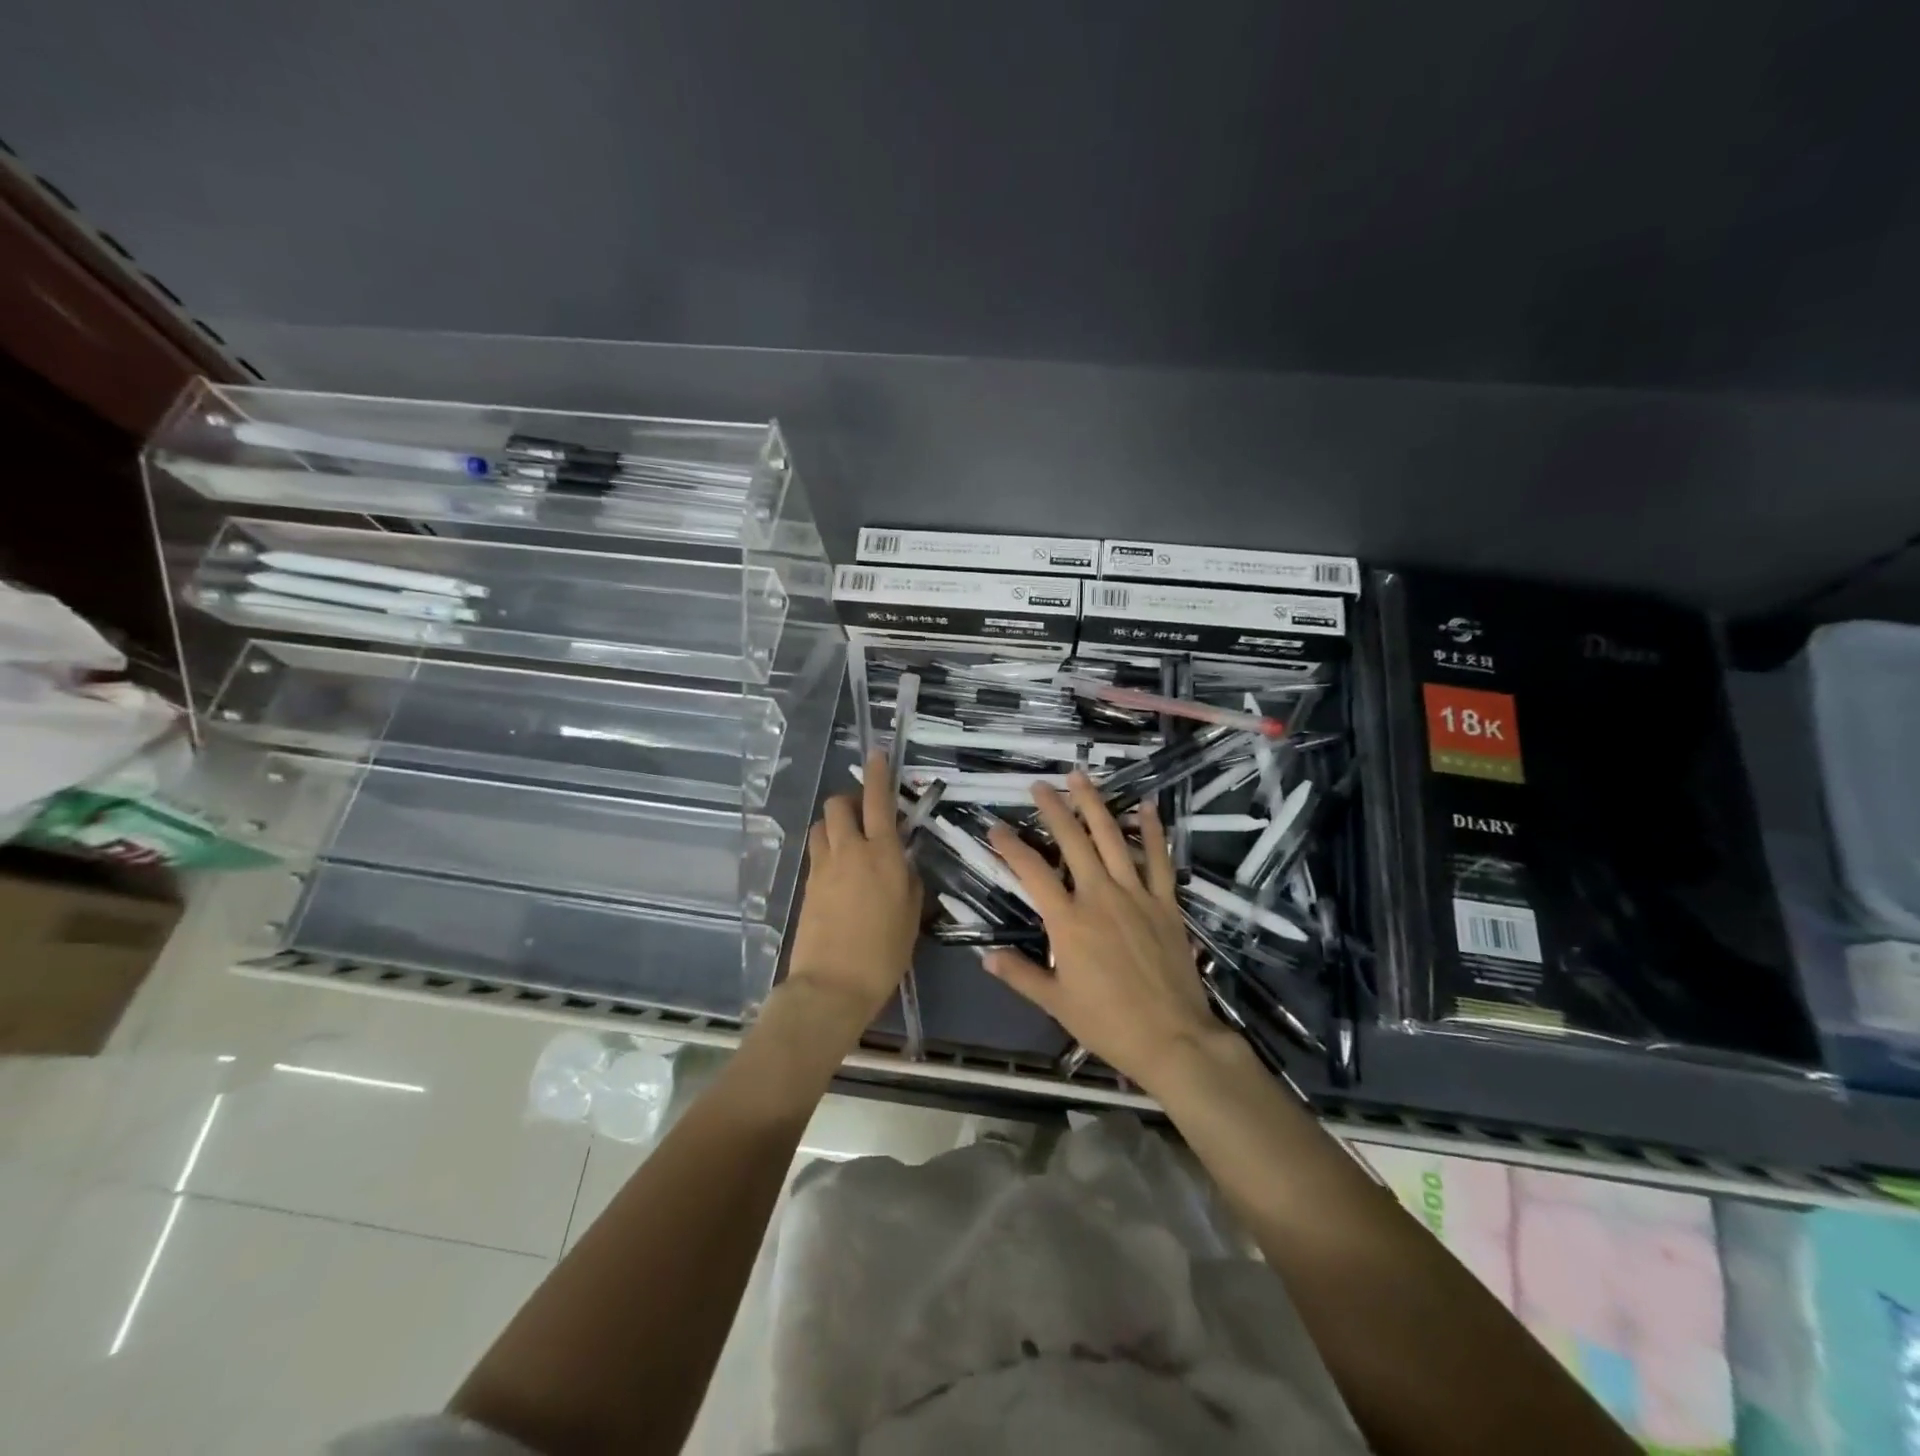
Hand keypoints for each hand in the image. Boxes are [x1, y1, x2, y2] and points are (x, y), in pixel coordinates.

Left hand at [782, 751, 924, 1031]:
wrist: (832, 986)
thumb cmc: (884, 953)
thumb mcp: (911, 915)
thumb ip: (909, 880)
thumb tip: (902, 863)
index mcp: (883, 855)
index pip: (878, 801)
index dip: (879, 774)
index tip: (878, 755)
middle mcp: (850, 851)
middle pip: (838, 805)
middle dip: (849, 800)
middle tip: (865, 815)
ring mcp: (823, 867)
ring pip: (821, 826)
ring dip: (834, 824)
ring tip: (850, 842)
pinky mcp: (807, 885)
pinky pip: (817, 853)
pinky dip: (828, 849)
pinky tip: (840, 871)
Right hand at [982, 772, 1222, 1089]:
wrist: (1172, 1039)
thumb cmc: (1108, 1023)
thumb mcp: (1055, 1002)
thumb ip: (1020, 974)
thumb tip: (986, 956)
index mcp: (1068, 921)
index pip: (1031, 872)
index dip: (1010, 846)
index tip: (995, 827)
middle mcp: (1099, 896)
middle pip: (1072, 841)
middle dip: (1053, 809)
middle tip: (1039, 786)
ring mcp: (1136, 895)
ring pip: (1112, 839)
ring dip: (1094, 805)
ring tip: (1080, 778)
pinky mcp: (1165, 903)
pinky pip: (1158, 859)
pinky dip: (1152, 831)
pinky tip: (1145, 806)